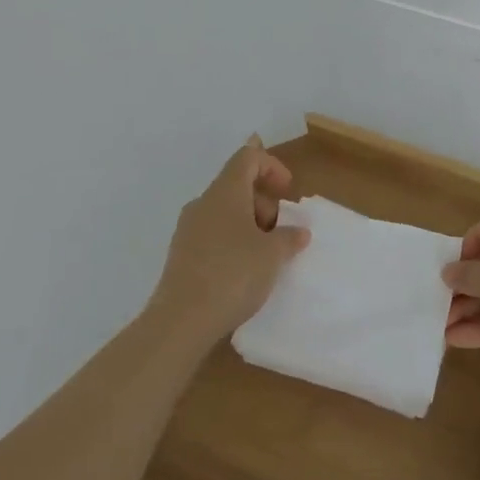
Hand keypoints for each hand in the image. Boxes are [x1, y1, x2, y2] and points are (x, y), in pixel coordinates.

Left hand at [149, 137, 309, 344]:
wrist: (180, 322)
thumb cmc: (233, 274)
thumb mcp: (273, 255)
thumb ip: (289, 237)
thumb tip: (298, 232)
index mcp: (225, 192)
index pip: (248, 157)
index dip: (272, 166)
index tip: (287, 191)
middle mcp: (203, 203)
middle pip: (237, 185)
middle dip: (264, 202)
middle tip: (281, 231)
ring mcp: (188, 229)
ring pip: (225, 212)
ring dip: (249, 224)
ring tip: (265, 255)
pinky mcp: (180, 255)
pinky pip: (213, 234)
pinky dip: (232, 241)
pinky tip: (243, 271)